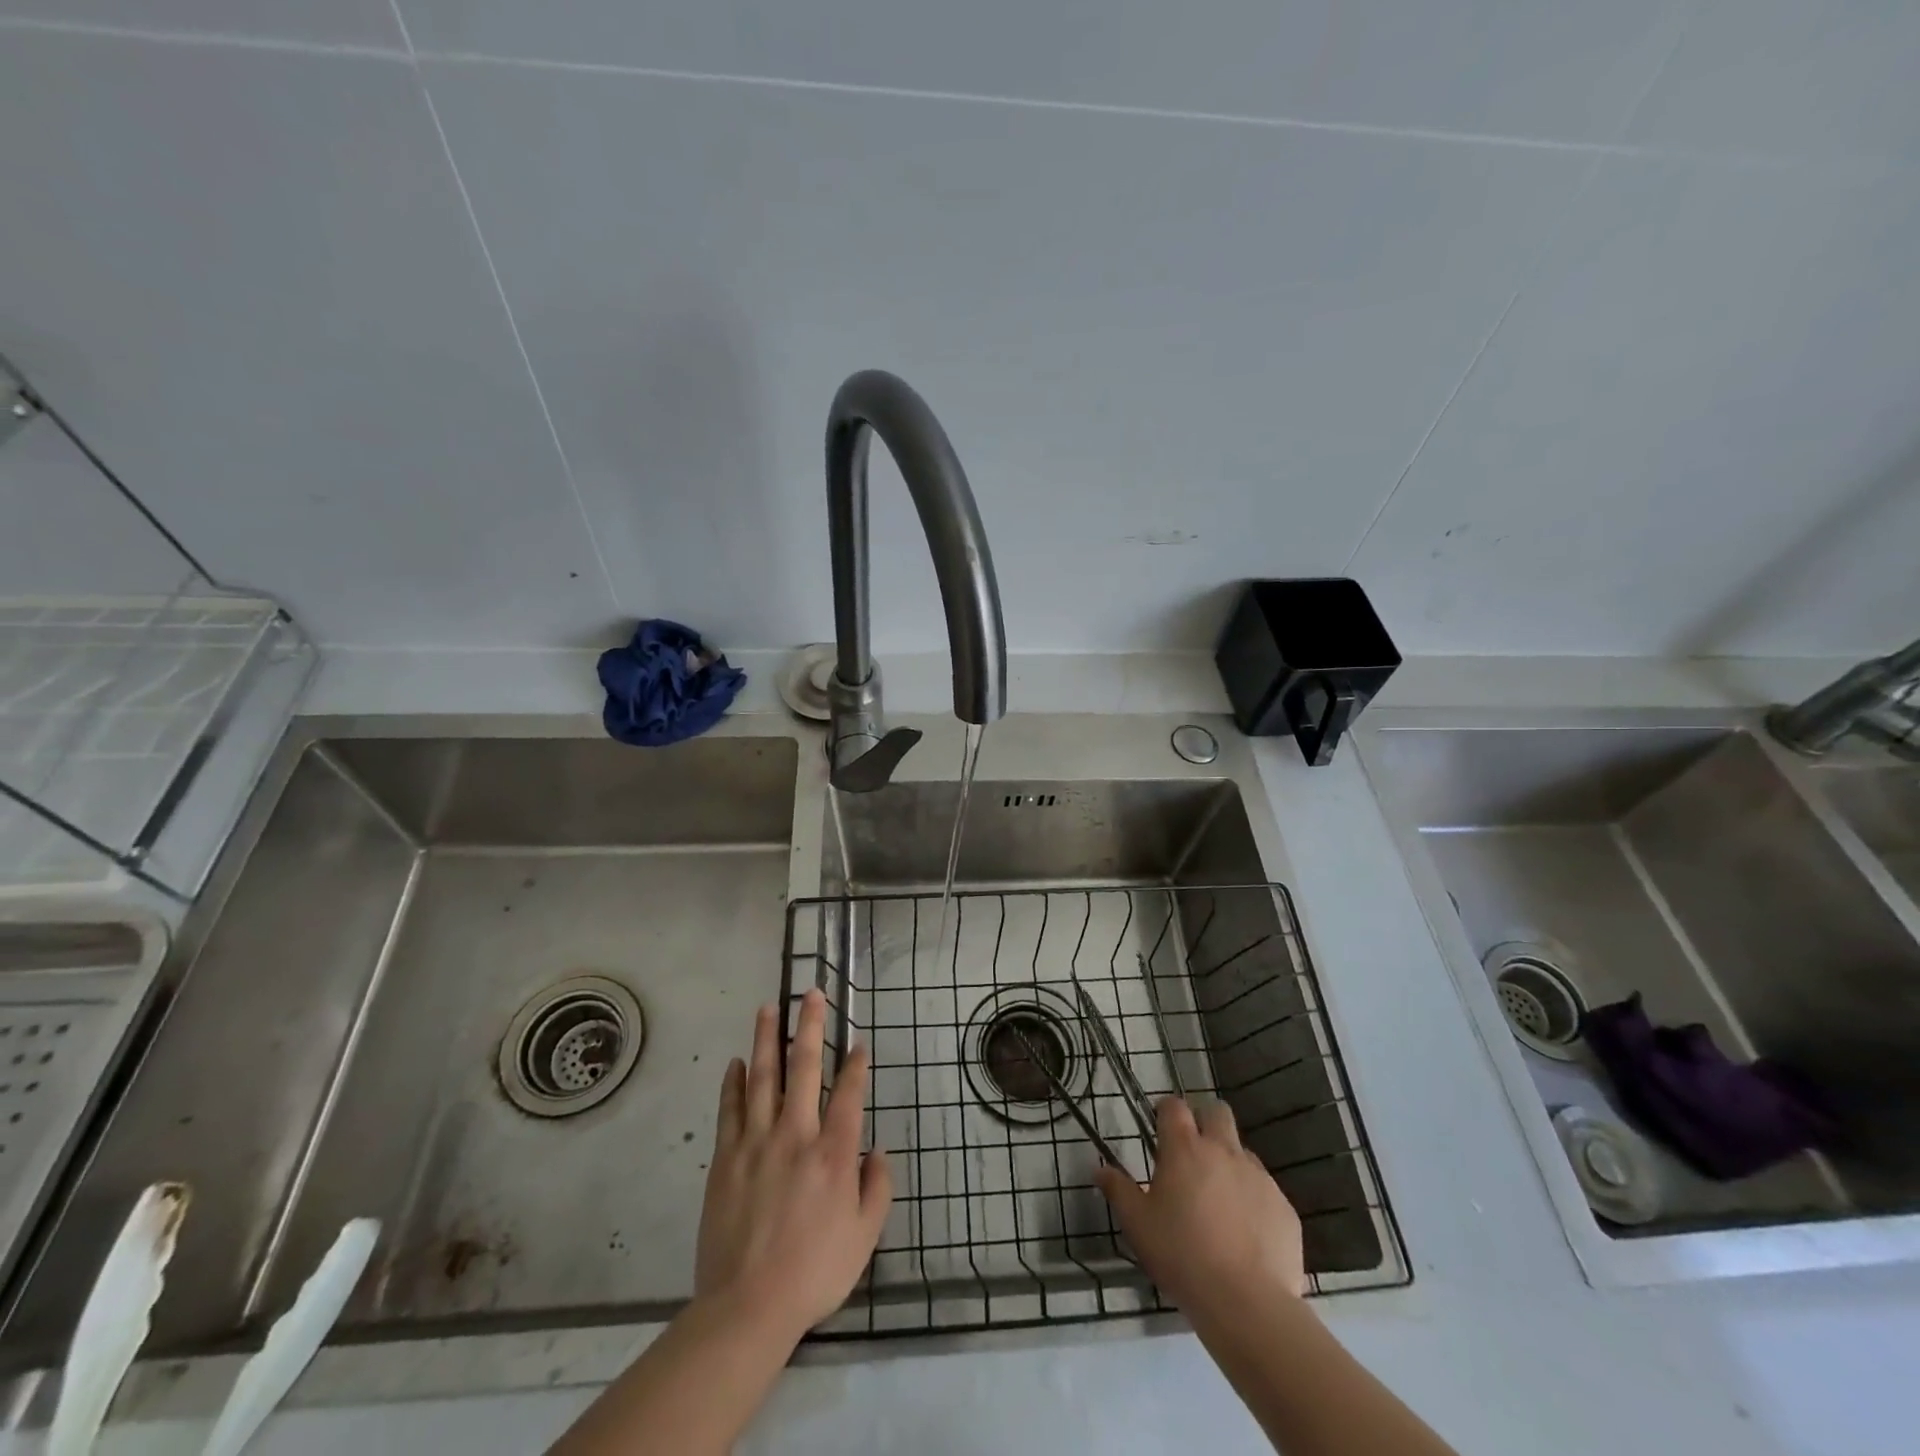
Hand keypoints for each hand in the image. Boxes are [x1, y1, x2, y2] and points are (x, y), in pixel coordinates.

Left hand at [694, 989, 892, 1340]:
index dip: (856, 1064)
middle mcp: (797, 1134)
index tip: (859, 1043)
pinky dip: (734, 1082)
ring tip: (768, 1007)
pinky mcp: (726, 1157)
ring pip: (763, 1076)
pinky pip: (730, 1108)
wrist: (747, 1305)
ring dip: (767, 1038)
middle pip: (804, 1067)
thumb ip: (877, 1187)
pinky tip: (736, 1061)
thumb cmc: (814, 1272)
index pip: (849, 1093)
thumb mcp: (864, 1237)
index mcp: (834, 1152)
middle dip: (810, 1026)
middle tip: (810, 993)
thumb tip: (876, 1150)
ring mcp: (757, 1141)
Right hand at [1095, 1097, 1306, 1314]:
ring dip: (1230, 1164)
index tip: (1160, 1130)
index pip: (1174, 1106)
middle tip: (1193, 1154)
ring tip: (1220, 1202)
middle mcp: (1223, 1151)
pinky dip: (1253, 1200)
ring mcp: (1258, 1177)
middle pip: (1217, 1111)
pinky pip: (1266, 1190)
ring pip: (1243, 1151)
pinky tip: (1246, 1234)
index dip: (1166, 1112)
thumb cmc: (1181, 1255)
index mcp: (1184, 1148)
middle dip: (1205, 1122)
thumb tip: (1099, 1169)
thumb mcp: (1137, 1225)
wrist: (1246, 1303)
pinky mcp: (1284, 1206)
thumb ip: (1118, 1190)